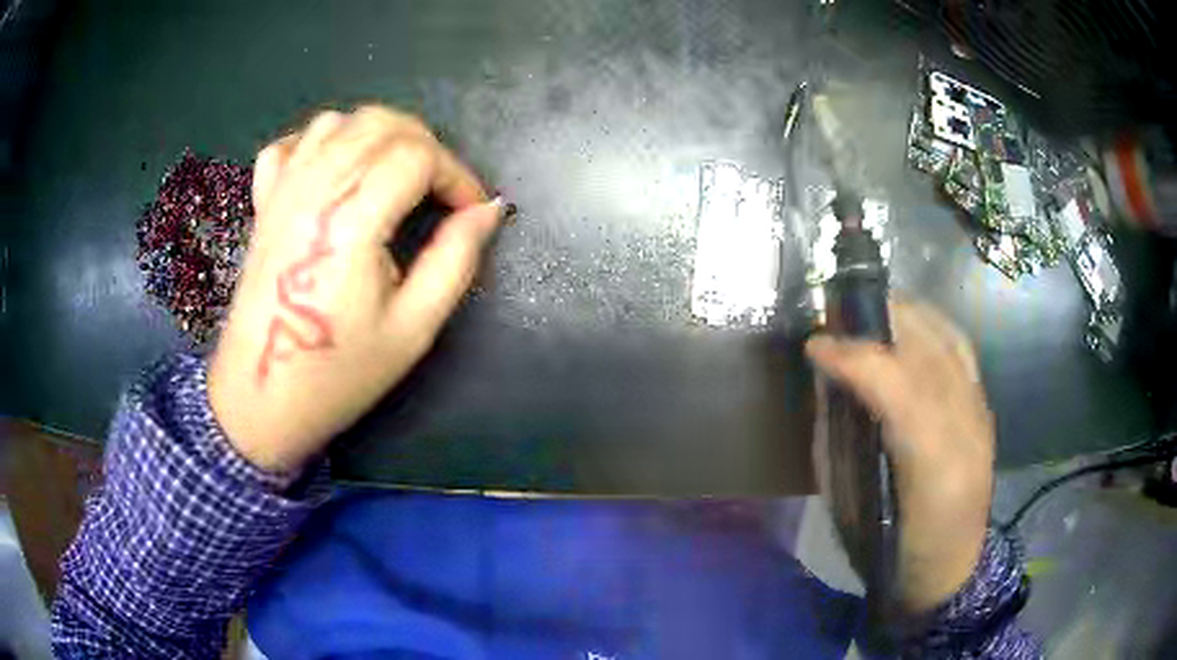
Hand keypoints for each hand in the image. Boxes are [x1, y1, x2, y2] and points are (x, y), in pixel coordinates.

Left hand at [208, 106, 503, 473]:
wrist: (262, 398)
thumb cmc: (338, 373)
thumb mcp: (413, 329)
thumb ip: (455, 259)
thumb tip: (488, 211)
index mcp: (351, 222)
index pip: (417, 155)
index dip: (456, 175)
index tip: (470, 211)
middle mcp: (313, 190)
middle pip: (380, 123)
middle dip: (426, 145)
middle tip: (439, 191)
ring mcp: (282, 191)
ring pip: (339, 121)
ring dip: (379, 136)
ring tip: (396, 177)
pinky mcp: (264, 201)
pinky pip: (295, 142)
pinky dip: (325, 141)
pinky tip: (339, 172)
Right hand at [807, 299, 993, 614]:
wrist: (951, 568)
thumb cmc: (892, 548)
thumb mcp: (851, 509)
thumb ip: (837, 444)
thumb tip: (825, 385)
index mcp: (931, 468)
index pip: (898, 389)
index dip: (854, 357)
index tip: (814, 345)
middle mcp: (966, 430)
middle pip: (928, 351)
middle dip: (879, 321)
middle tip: (837, 318)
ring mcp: (981, 415)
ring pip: (948, 340)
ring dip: (905, 316)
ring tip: (869, 311)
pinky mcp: (984, 409)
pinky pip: (960, 349)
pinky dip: (931, 327)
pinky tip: (908, 326)